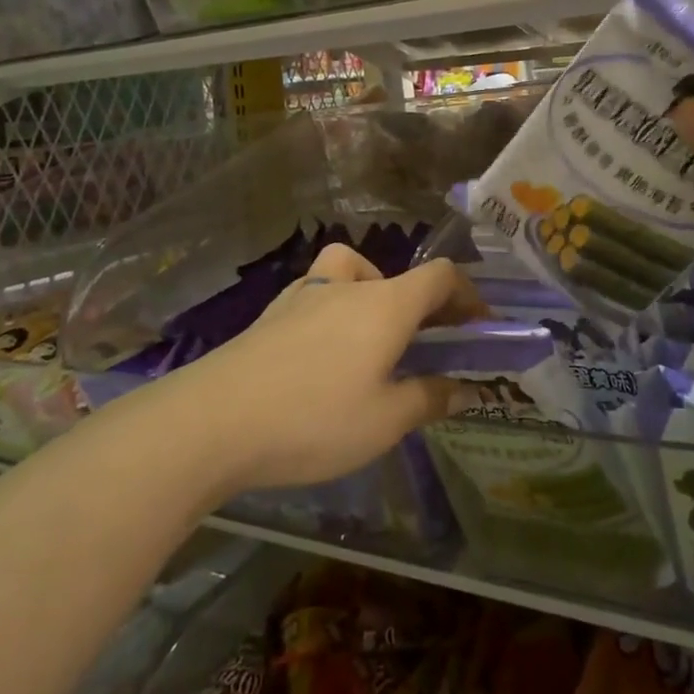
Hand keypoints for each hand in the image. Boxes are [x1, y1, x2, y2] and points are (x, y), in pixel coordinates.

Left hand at [177, 244, 480, 494]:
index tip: (479, 326)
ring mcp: (305, 293)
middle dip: (423, 305)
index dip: (468, 294)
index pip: (441, 276)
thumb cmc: (314, 418)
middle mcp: (349, 285)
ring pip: (352, 273)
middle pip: (398, 276)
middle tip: (428, 345)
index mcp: (386, 304)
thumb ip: (429, 398)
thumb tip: (465, 388)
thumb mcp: (384, 421)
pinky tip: (322, 352)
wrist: (214, 419)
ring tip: (371, 340)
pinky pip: (318, 292)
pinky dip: (335, 308)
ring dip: (374, 296)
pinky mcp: (272, 312)